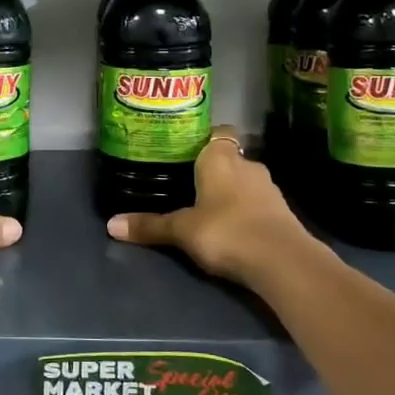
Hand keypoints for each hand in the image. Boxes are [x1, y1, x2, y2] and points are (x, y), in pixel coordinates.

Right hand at [105, 126, 319, 286]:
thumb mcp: (181, 230)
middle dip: (212, 170)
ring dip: (231, 192)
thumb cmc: (226, 231)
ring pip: (244, 181)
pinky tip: (232, 228)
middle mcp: (247, 164)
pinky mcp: (283, 212)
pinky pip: (258, 204)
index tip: (185, 152)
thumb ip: (149, 226)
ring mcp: (269, 188)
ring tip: (207, 209)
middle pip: (228, 158)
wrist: (283, 261)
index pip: (216, 133)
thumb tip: (110, 225)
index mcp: (220, 157)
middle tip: (187, 184)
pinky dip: (246, 211)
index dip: (203, 140)